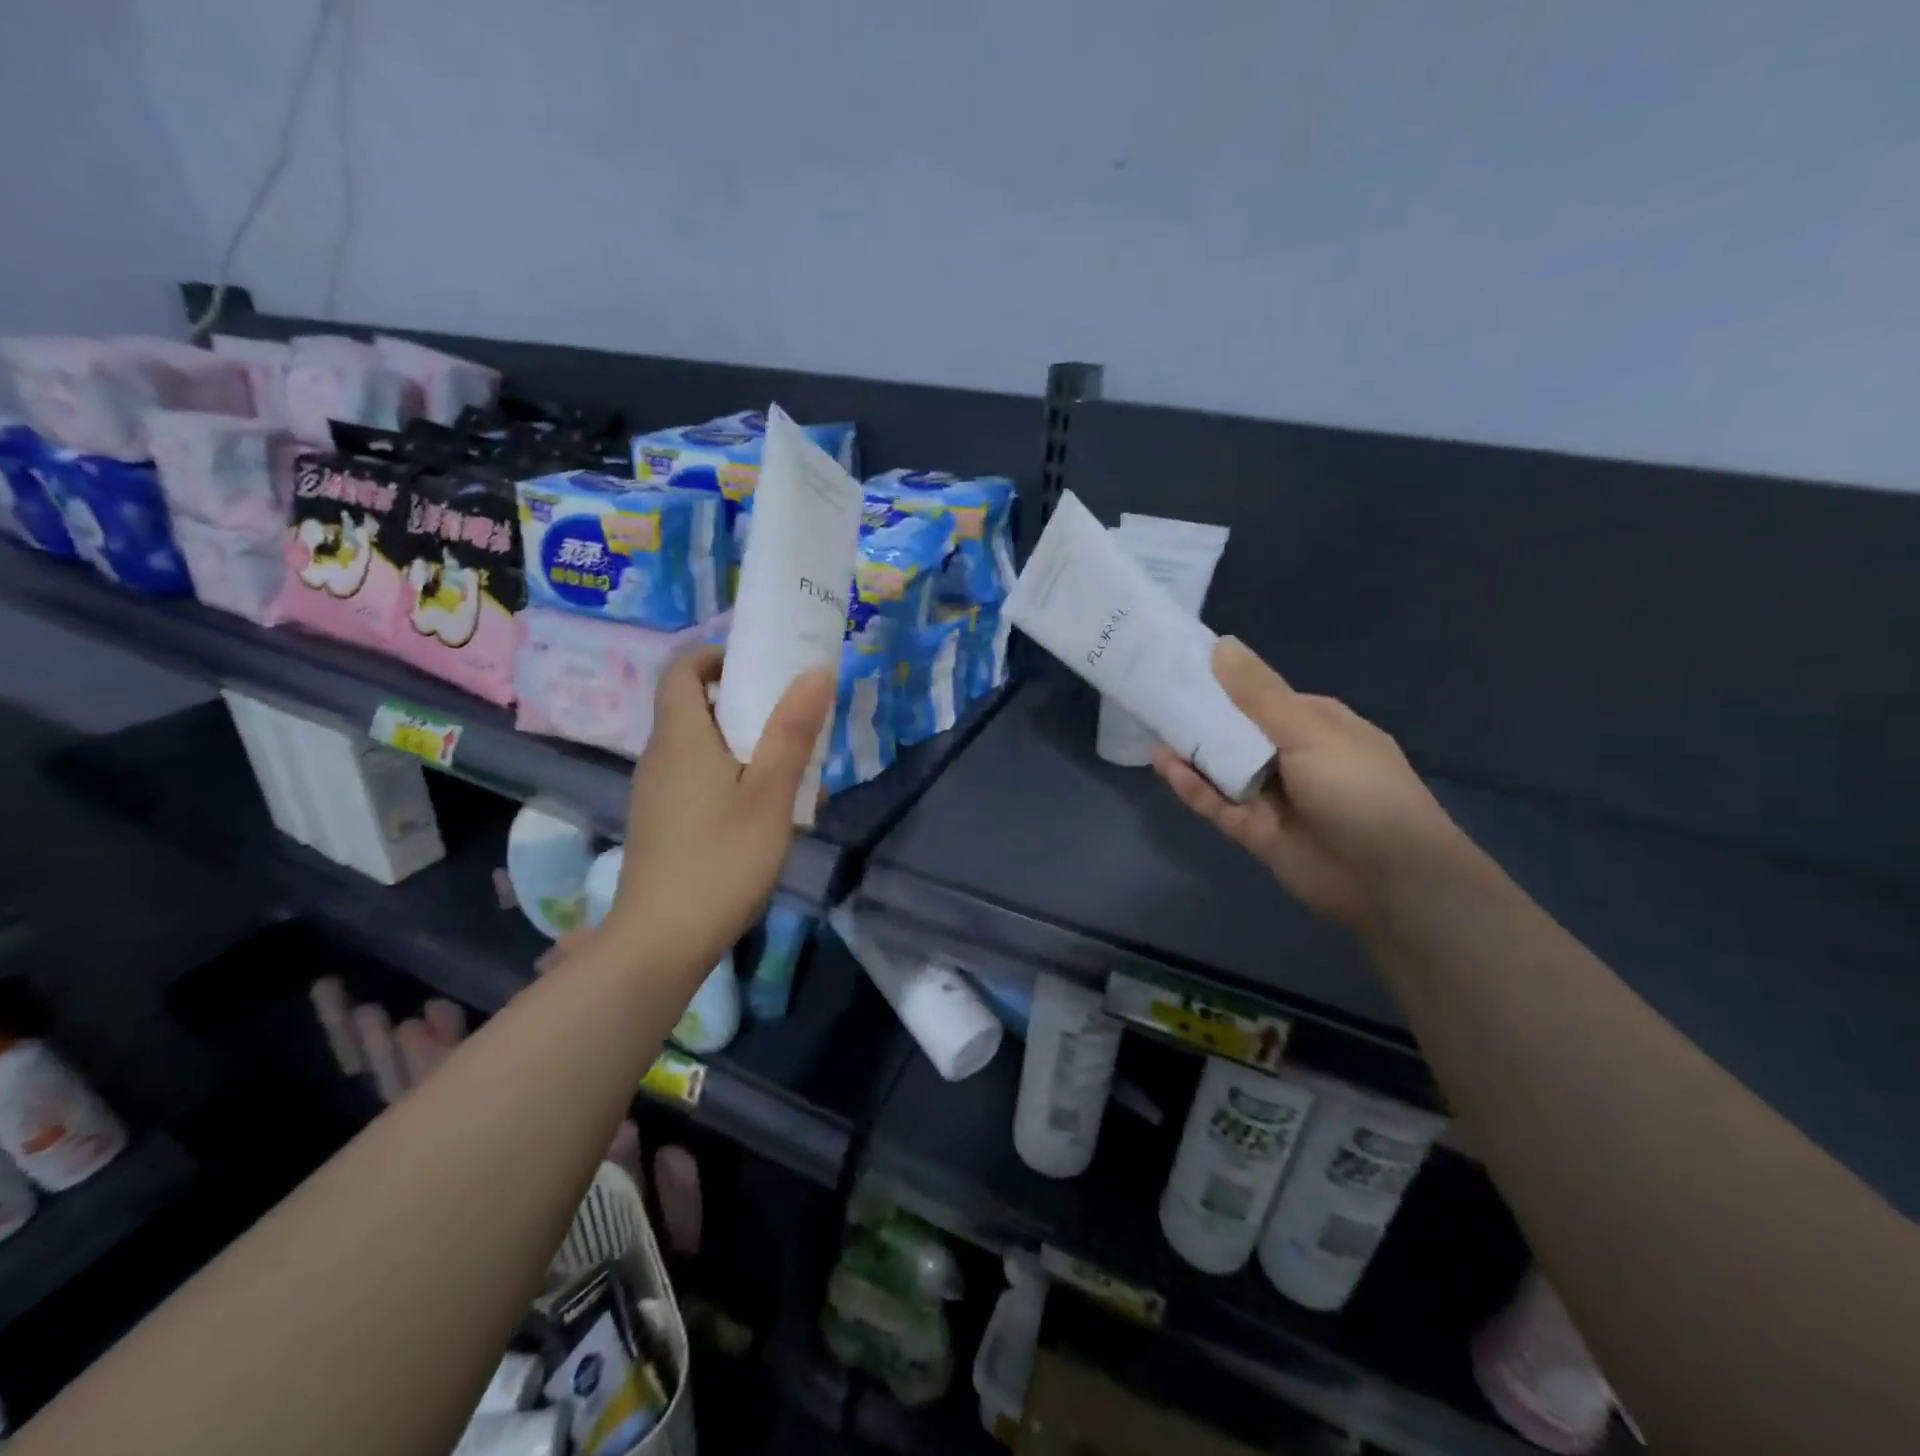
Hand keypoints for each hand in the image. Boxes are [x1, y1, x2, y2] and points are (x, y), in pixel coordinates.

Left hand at [603, 646, 832, 976]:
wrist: (662, 941)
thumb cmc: (722, 859)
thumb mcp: (771, 794)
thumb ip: (793, 731)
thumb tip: (816, 672)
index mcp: (681, 738)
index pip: (682, 670)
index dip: (717, 656)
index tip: (760, 665)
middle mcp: (660, 757)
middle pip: (695, 707)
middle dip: (744, 702)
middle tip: (792, 717)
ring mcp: (656, 793)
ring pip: (701, 747)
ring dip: (744, 744)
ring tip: (792, 768)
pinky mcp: (661, 823)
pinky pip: (697, 779)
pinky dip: (730, 776)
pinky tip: (766, 812)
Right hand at [1153, 639, 1463, 928]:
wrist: (1390, 880)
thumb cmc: (1359, 790)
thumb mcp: (1309, 732)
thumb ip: (1259, 694)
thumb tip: (1222, 645)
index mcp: (1315, 724)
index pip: (1260, 696)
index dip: (1223, 683)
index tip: (1180, 668)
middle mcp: (1292, 757)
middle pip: (1236, 732)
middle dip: (1200, 717)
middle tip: (1154, 697)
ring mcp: (1272, 796)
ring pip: (1222, 769)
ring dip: (1191, 752)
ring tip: (1152, 729)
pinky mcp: (1255, 831)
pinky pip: (1217, 804)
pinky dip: (1192, 787)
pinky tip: (1166, 766)